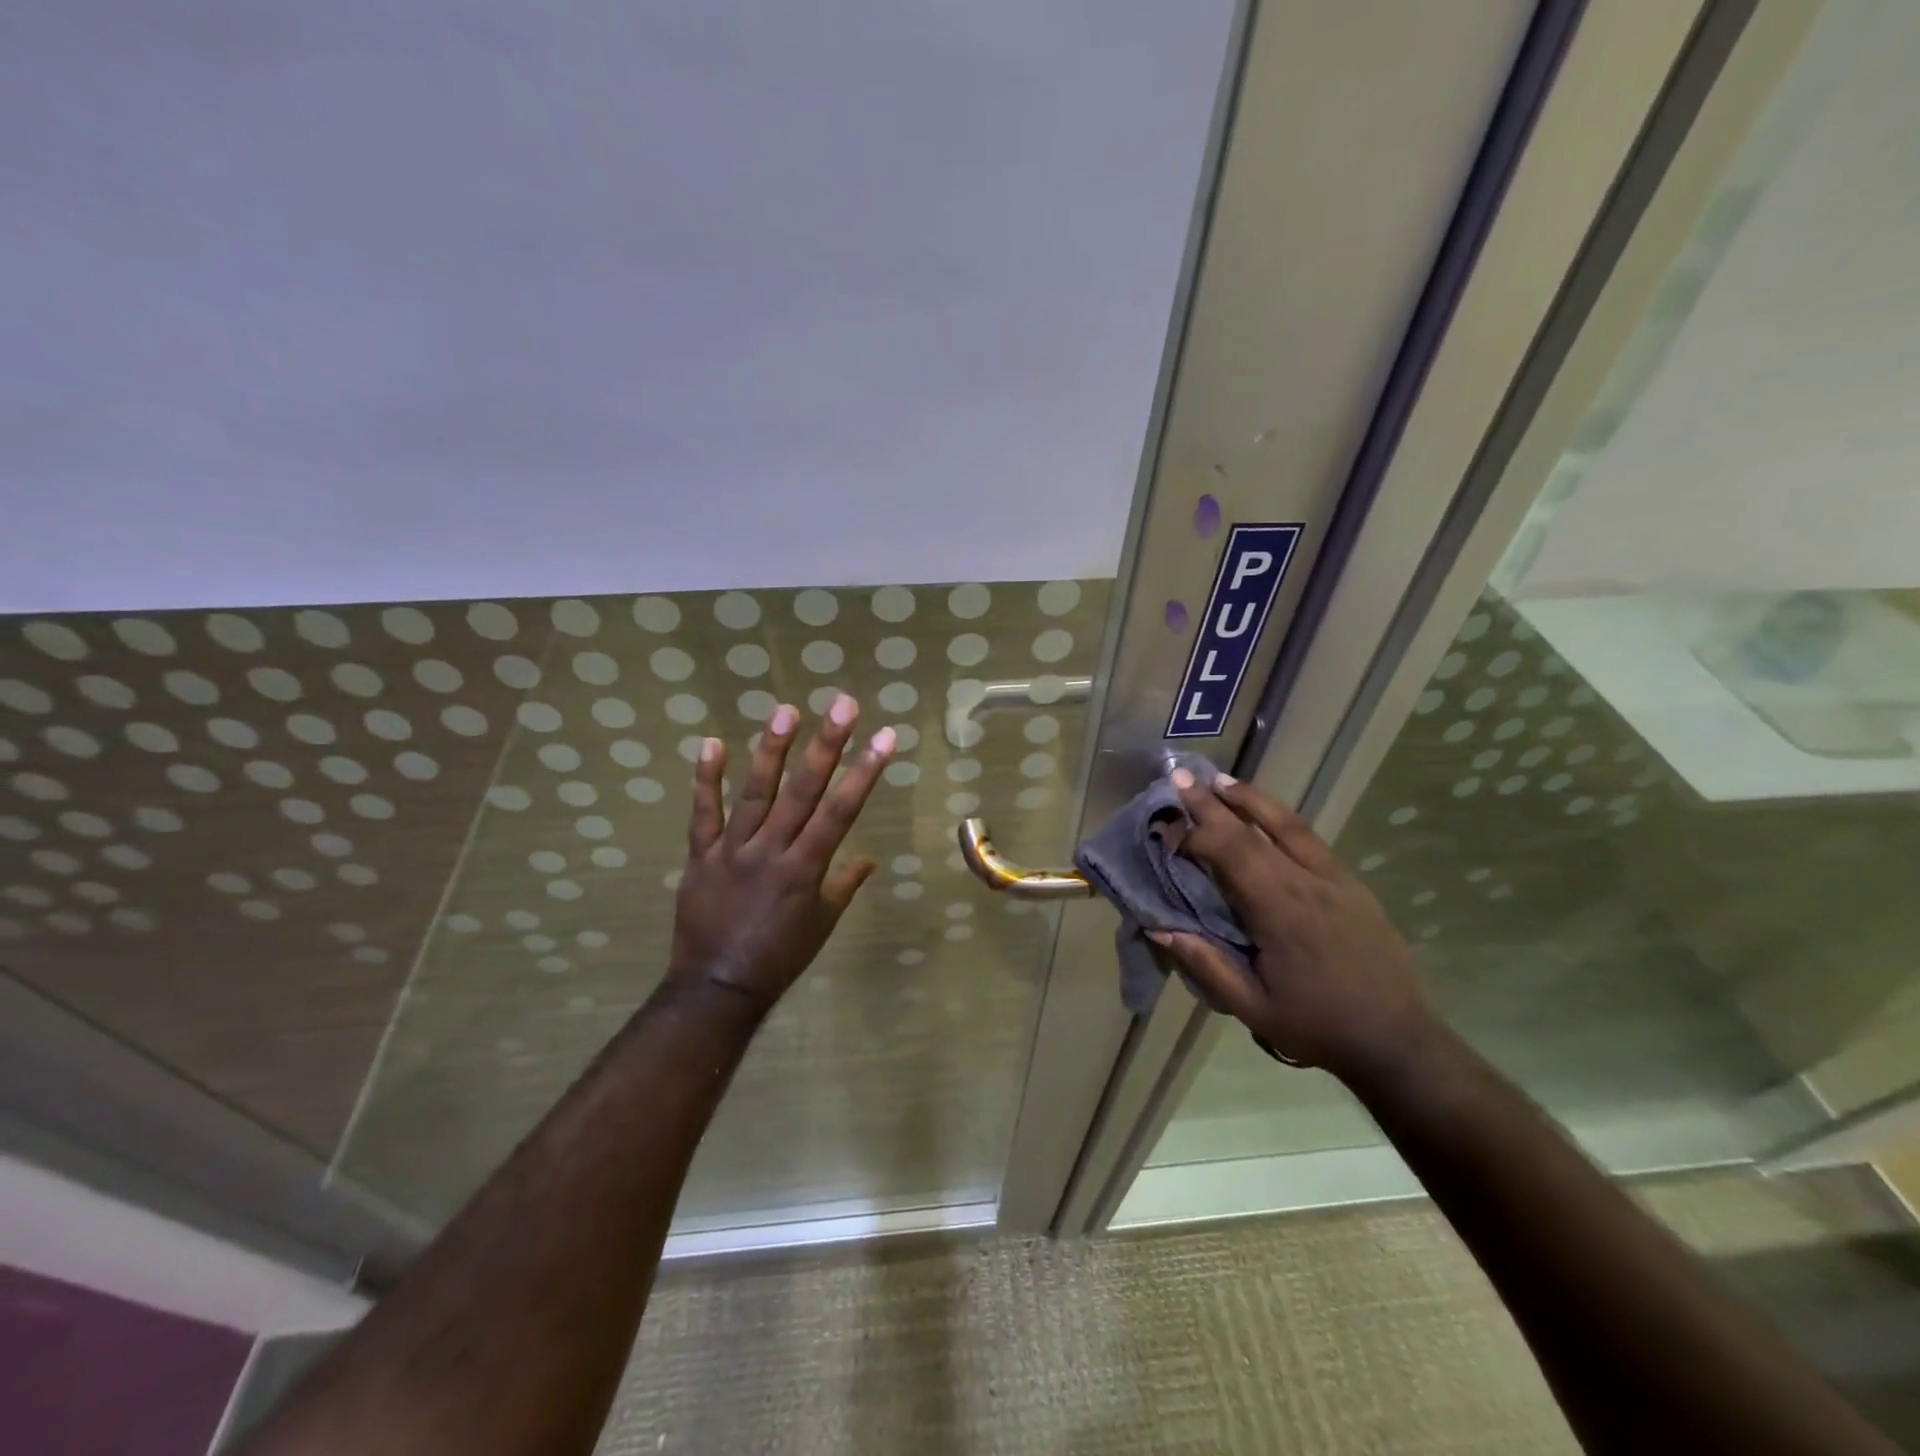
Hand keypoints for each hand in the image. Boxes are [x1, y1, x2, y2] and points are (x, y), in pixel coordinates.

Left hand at [667, 694, 894, 1012]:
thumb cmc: (779, 957)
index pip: (841, 811)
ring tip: (786, 711)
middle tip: (843, 705)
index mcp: (805, 868)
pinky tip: (711, 743)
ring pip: (755, 793)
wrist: (716, 988)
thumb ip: (842, 885)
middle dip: (826, 745)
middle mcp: (771, 850)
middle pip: (803, 791)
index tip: (885, 737)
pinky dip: (706, 780)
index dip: (865, 772)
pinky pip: (703, 814)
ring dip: (772, 751)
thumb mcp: (821, 924)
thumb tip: (868, 859)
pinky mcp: (700, 856)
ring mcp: (732, 850)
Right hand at [1149, 771, 1436, 1084]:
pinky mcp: (1352, 885)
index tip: (1166, 832)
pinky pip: (1310, 839)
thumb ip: (1205, 964)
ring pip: (1288, 825)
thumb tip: (1158, 927)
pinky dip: (1281, 819)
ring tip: (1220, 781)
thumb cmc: (1317, 1026)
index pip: (1231, 853)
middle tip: (1181, 774)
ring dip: (1251, 799)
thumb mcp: (1253, 1007)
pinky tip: (1265, 816)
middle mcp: (1308, 883)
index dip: (1195, 834)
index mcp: (1281, 912)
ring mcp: (1335, 879)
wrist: (1397, 1041)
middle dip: (1213, 802)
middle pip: (1253, 830)